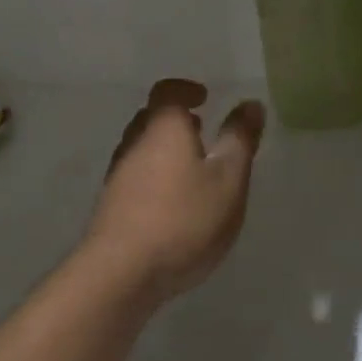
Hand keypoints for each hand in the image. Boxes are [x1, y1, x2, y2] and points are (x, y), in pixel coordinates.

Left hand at [84, 79, 264, 303]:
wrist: (121, 271)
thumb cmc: (183, 219)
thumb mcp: (227, 180)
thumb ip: (239, 140)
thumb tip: (250, 104)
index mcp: (162, 128)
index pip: (168, 92)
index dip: (186, 89)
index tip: (204, 96)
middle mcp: (134, 142)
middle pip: (151, 118)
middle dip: (176, 119)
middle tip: (201, 129)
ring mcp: (117, 174)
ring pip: (141, 147)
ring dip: (164, 148)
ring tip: (192, 167)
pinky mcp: (111, 204)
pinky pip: (135, 174)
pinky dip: (155, 174)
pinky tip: (172, 201)